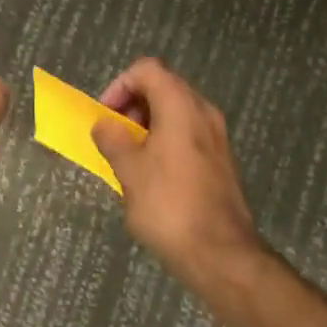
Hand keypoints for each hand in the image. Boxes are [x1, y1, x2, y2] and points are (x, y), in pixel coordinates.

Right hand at [91, 58, 265, 288]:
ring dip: (147, 124)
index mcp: (180, 106)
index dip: (120, 85)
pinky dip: (165, 141)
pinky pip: (187, 134)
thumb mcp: (128, 170)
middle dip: (132, 105)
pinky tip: (152, 174)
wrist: (222, 256)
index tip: (106, 115)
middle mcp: (203, 112)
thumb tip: (104, 125)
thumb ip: (112, 139)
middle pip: (163, 87)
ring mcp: (217, 137)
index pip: (146, 70)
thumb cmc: (169, 205)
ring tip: (129, 156)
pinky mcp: (221, 161)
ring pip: (175, 112)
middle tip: (114, 134)